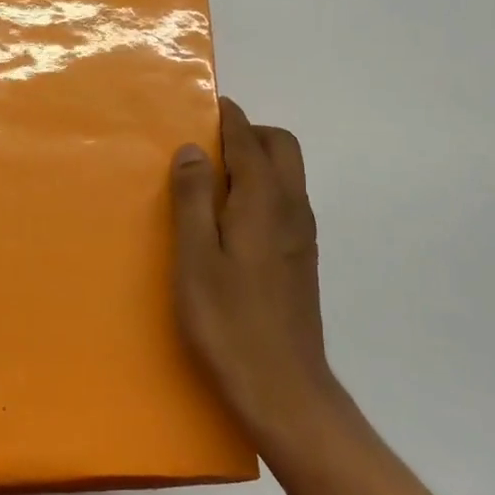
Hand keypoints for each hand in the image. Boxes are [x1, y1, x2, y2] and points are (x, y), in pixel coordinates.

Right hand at [170, 98, 342, 449]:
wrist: (284, 390)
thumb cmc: (228, 322)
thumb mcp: (196, 258)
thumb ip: (194, 199)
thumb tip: (195, 149)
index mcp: (264, 201)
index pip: (250, 140)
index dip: (229, 117)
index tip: (206, 104)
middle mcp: (291, 209)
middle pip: (281, 147)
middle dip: (248, 133)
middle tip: (205, 146)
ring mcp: (300, 235)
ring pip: (286, 174)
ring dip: (255, 160)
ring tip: (210, 179)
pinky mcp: (300, 259)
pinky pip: (283, 201)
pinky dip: (260, 188)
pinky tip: (229, 219)